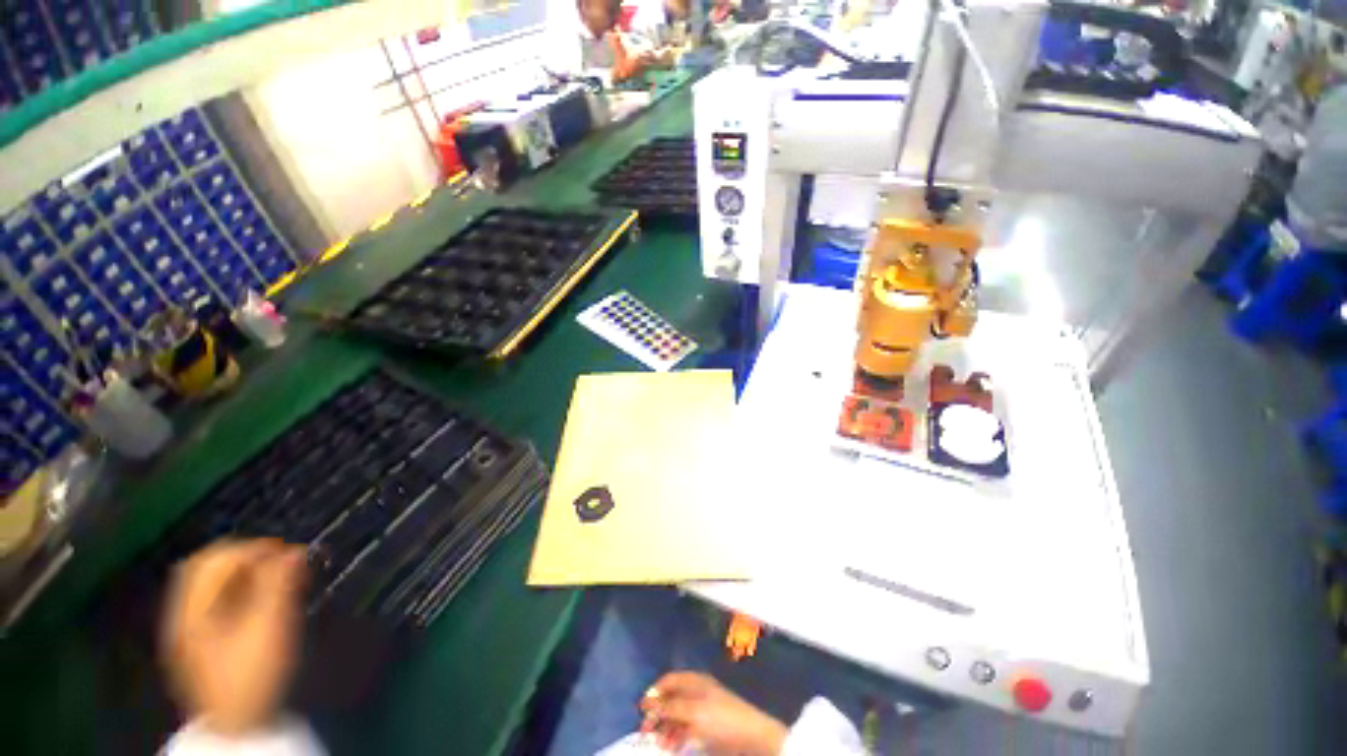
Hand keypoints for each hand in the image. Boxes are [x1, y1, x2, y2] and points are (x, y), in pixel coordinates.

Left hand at [161, 538, 306, 735]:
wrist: (240, 728)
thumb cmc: (254, 675)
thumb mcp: (270, 627)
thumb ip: (279, 585)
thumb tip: (296, 551)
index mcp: (192, 611)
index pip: (214, 560)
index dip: (253, 548)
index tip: (289, 552)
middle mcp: (183, 615)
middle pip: (206, 568)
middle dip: (246, 557)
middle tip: (283, 560)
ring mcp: (188, 630)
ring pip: (210, 585)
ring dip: (244, 573)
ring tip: (278, 577)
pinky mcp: (200, 643)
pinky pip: (214, 602)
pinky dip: (238, 590)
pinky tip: (261, 600)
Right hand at [640, 672, 787, 754]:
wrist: (750, 738)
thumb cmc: (721, 718)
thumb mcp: (693, 711)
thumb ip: (669, 707)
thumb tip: (647, 702)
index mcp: (694, 681)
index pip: (668, 680)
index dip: (654, 692)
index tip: (641, 709)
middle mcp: (696, 693)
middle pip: (671, 698)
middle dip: (657, 713)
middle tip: (645, 730)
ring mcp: (701, 711)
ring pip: (676, 716)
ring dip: (665, 728)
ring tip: (658, 742)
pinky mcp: (706, 728)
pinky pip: (685, 729)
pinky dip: (676, 736)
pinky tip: (671, 747)